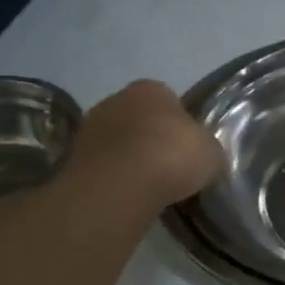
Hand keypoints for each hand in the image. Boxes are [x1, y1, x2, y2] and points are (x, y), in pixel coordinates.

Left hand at [65, 79, 224, 209]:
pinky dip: (114, 178)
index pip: (170, 101)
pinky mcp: (72, 158)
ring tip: (148, 187)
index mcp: (151, 89)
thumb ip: (207, 147)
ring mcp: (90, 128)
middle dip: (152, 140)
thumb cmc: (172, 155)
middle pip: (140, 119)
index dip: (181, 126)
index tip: (188, 150)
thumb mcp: (211, 152)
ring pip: (119, 142)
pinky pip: (103, 166)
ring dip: (130, 159)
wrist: (121, 185)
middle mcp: (116, 99)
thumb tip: (205, 155)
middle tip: (169, 168)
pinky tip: (128, 196)